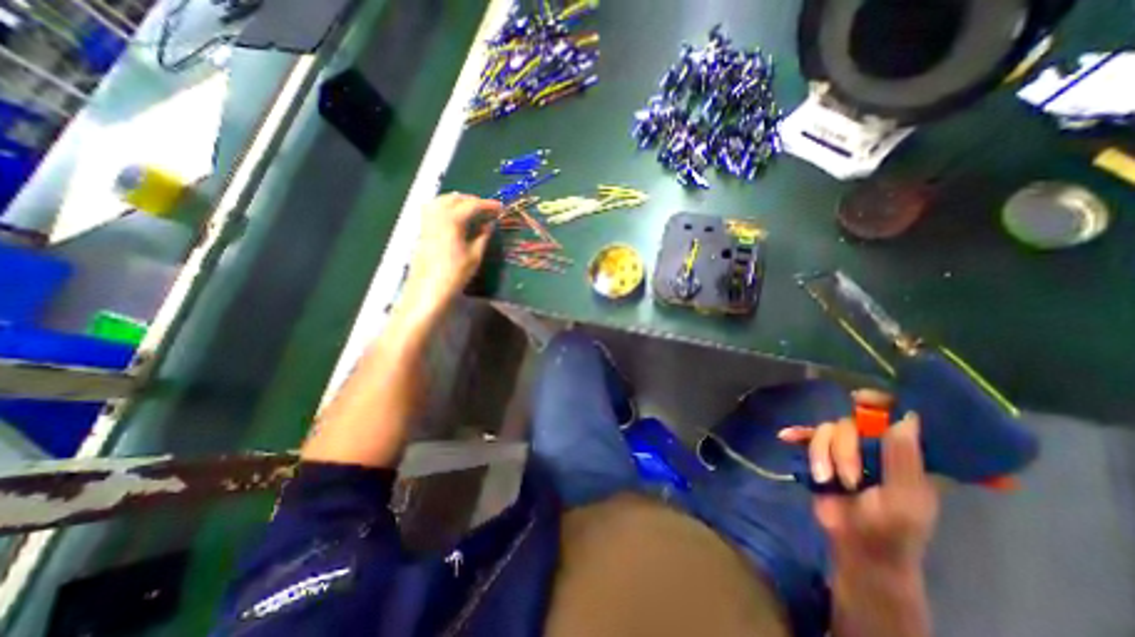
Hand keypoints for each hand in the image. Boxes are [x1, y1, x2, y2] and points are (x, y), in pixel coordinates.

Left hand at [402, 189, 502, 316]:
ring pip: (442, 199)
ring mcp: (427, 220)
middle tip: (488, 209)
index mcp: (452, 219)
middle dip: (473, 200)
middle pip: (456, 198)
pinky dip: (446, 206)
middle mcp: (437, 214)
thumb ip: (483, 236)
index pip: (472, 205)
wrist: (429, 288)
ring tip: (472, 209)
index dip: (488, 205)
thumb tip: (490, 224)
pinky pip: (434, 208)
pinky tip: (454, 216)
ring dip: (458, 200)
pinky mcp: (423, 228)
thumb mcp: (475, 255)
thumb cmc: (455, 273)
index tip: (500, 207)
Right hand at [783, 392, 939, 566]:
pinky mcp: (821, 454)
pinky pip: (805, 435)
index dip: (881, 402)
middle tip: (849, 479)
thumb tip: (905, 417)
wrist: (856, 547)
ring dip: (822, 455)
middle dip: (843, 449)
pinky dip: (796, 435)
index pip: (897, 415)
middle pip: (851, 422)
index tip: (861, 399)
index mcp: (905, 453)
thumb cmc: (892, 529)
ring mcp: (845, 449)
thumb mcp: (904, 498)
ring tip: (827, 480)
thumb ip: (904, 459)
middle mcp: (875, 444)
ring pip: (825, 430)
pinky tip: (785, 437)